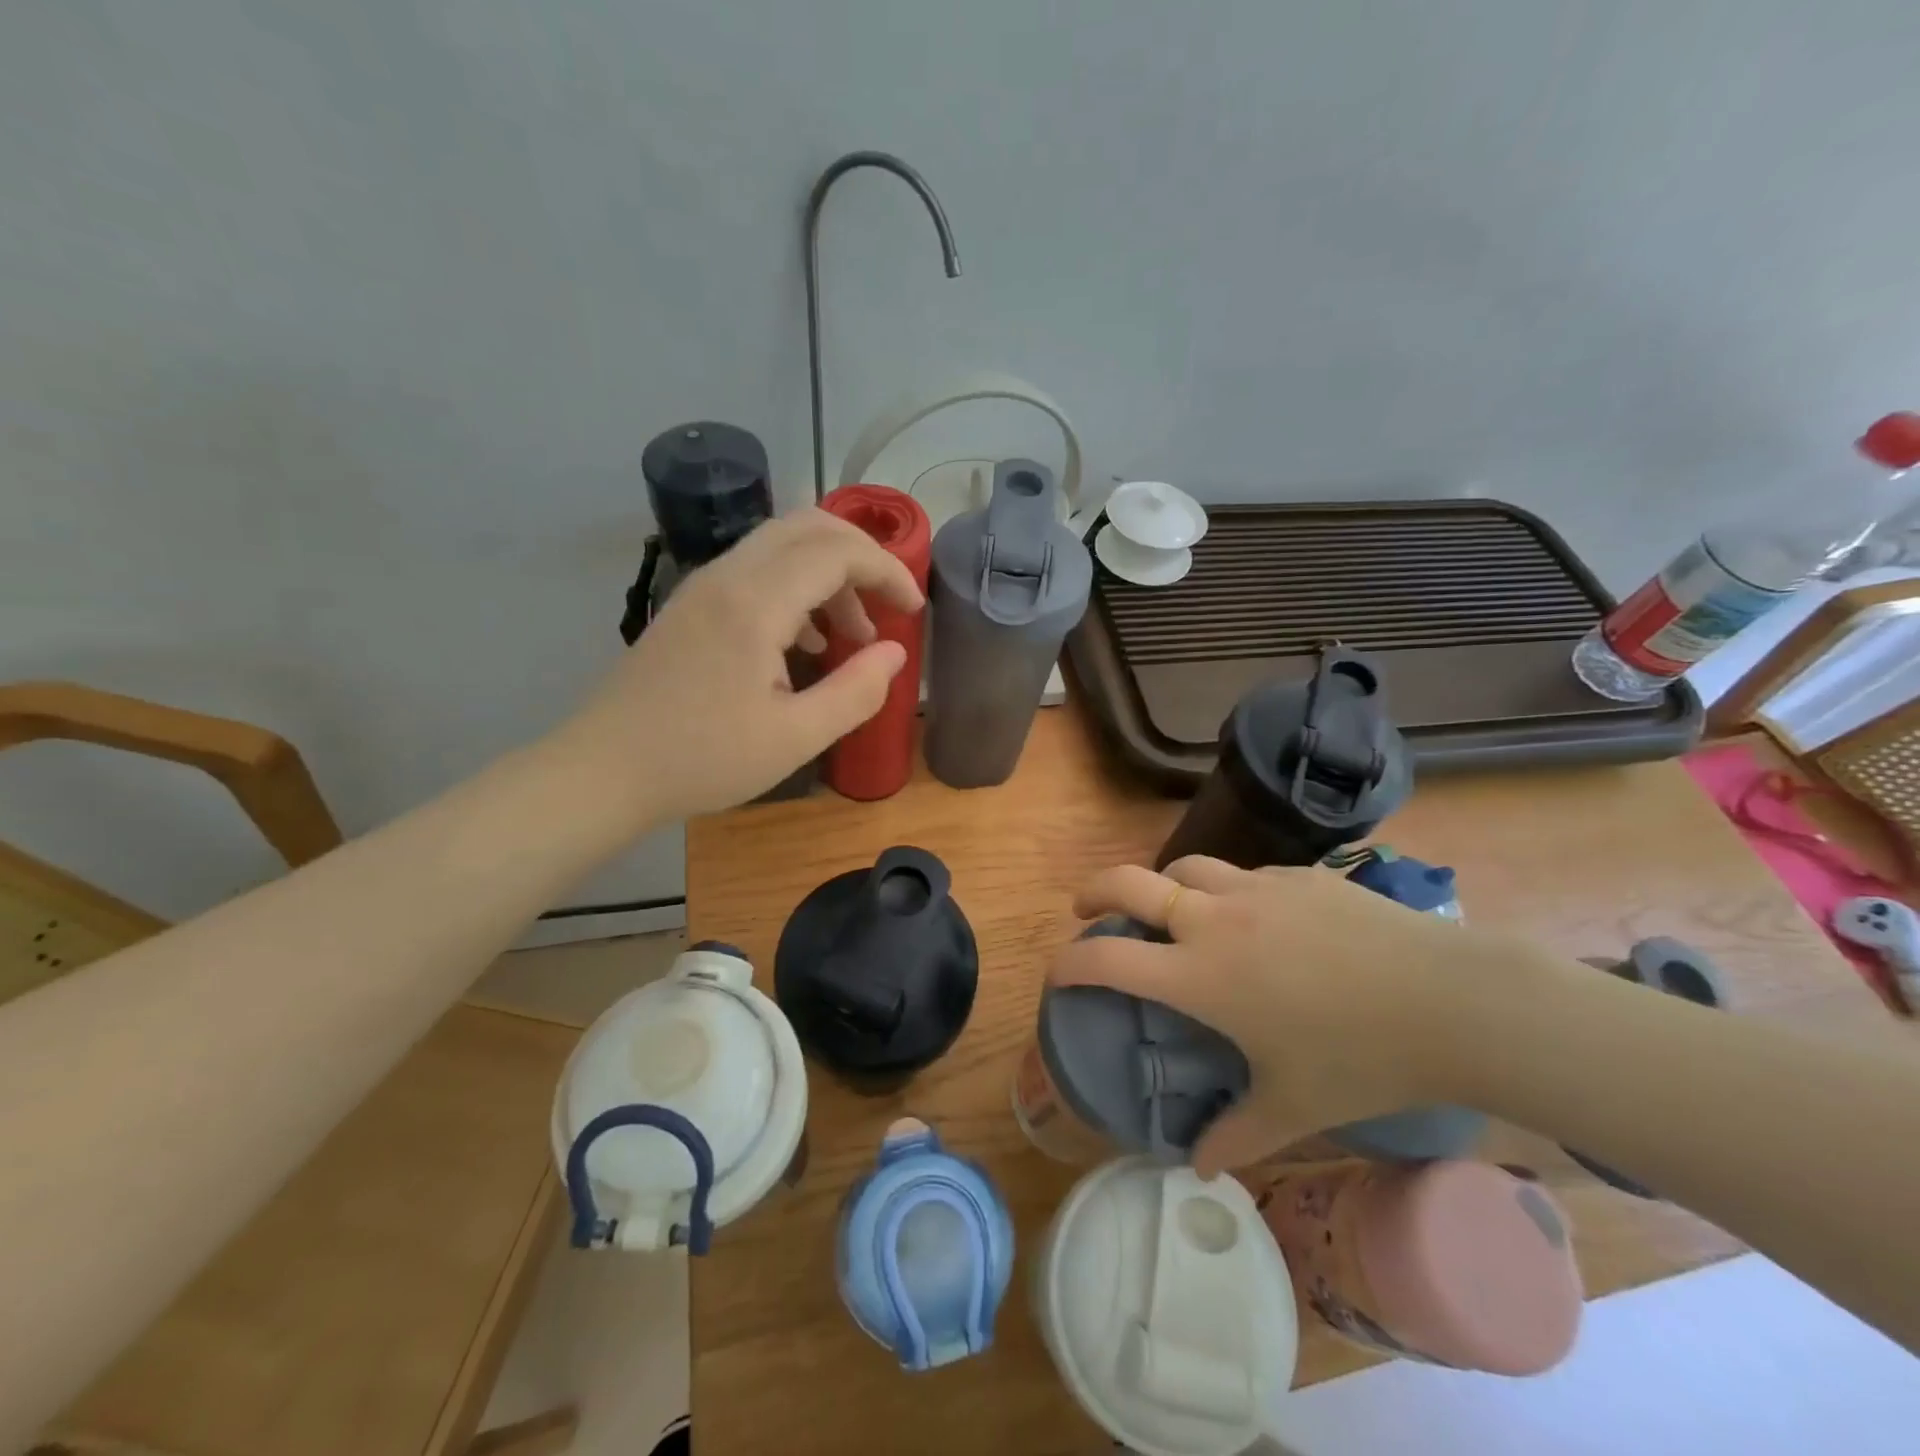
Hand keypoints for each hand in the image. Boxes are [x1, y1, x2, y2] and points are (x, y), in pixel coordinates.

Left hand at [553, 509, 921, 824]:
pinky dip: (795, 588)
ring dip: (828, 575)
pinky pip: (755, 571)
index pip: (838, 552)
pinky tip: (803, 642)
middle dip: (861, 557)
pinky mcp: (690, 606)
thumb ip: (855, 691)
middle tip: (889, 603)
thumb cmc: (702, 759)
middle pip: (808, 527)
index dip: (888, 571)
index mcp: (756, 603)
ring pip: (780, 546)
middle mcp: (728, 577)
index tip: (914, 609)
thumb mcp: (795, 738)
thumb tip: (894, 652)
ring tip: (852, 635)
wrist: (603, 770)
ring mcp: (702, 587)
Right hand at [1050, 856, 1543, 1175]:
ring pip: (1184, 868)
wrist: (1450, 999)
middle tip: (1085, 908)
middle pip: (1128, 882)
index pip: (1108, 960)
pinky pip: (1242, 875)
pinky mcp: (1296, 875)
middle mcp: (1214, 919)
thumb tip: (1202, 1170)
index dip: (1069, 964)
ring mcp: (1256, 888)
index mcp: (1201, 975)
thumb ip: (1238, 1138)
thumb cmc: (1361, 1058)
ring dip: (1163, 886)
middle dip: (1094, 891)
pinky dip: (1225, 891)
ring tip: (1172, 910)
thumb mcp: (1295, 1107)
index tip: (1057, 973)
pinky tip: (1256, 920)